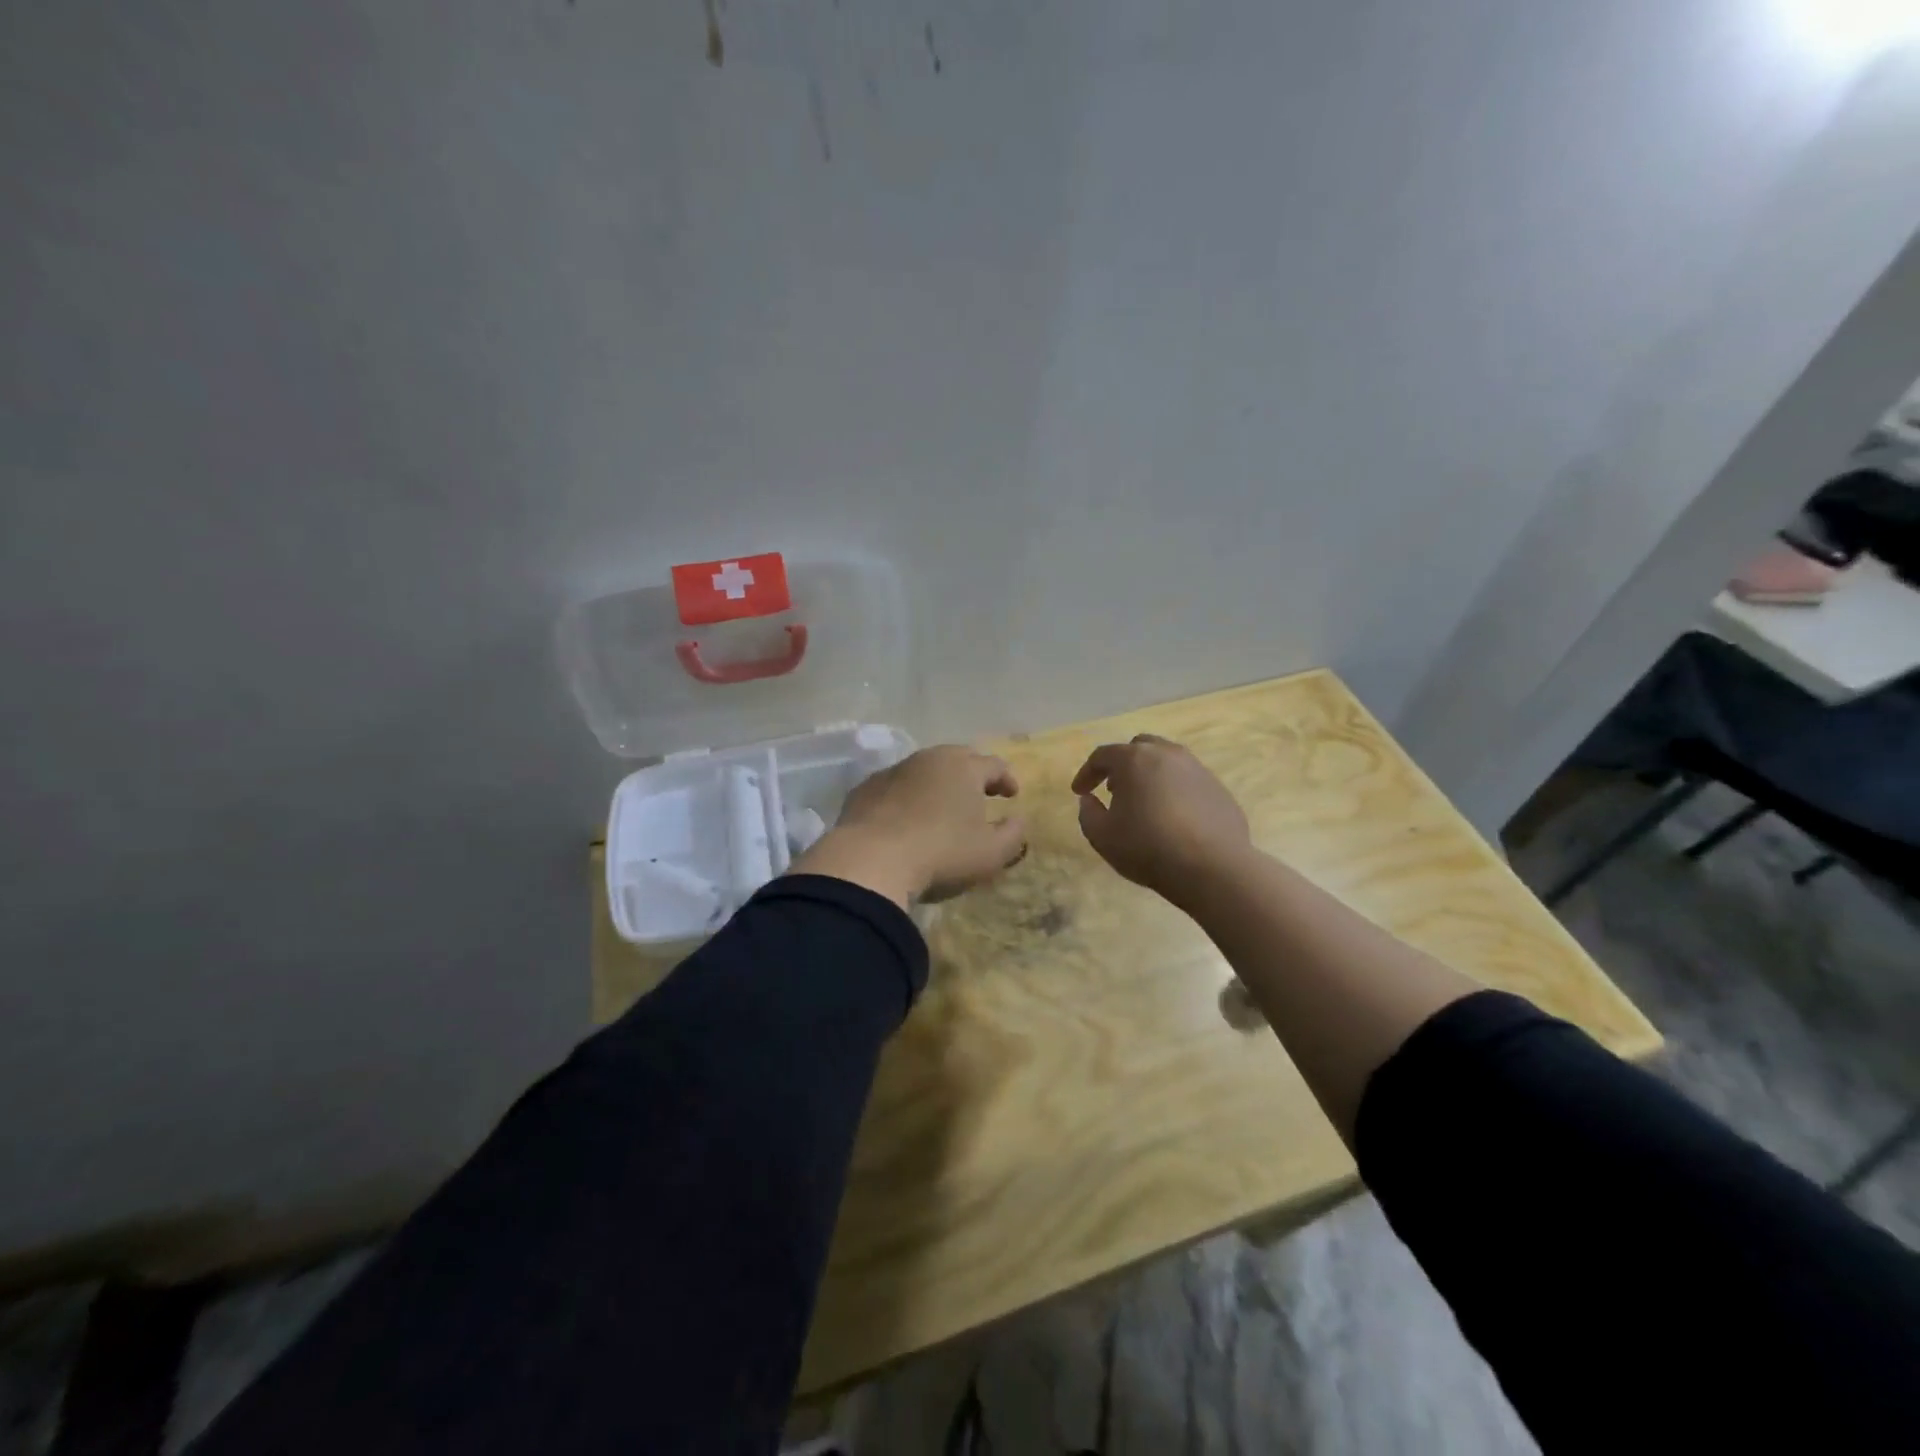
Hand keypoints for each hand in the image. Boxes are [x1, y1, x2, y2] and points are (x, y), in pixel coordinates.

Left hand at [792, 746, 1026, 907]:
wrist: (870, 860)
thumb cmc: (941, 853)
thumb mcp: (990, 853)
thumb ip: (1013, 834)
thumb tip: (1018, 820)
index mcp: (963, 767)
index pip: (994, 765)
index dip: (1006, 779)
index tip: (1012, 795)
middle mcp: (928, 759)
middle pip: (957, 759)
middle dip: (972, 774)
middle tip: (980, 794)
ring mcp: (893, 771)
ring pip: (923, 770)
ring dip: (937, 785)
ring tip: (942, 807)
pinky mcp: (864, 789)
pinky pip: (895, 787)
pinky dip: (906, 797)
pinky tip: (905, 819)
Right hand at [1072, 735, 1252, 905]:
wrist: (1213, 868)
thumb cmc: (1148, 848)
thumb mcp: (1102, 836)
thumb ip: (1087, 813)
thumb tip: (1089, 799)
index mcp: (1135, 759)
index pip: (1102, 755)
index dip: (1086, 772)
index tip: (1079, 791)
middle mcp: (1167, 754)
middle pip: (1138, 748)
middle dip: (1121, 765)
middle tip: (1113, 790)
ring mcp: (1197, 768)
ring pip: (1166, 761)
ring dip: (1149, 775)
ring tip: (1144, 802)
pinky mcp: (1218, 788)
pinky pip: (1188, 780)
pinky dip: (1173, 790)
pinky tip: (1172, 816)